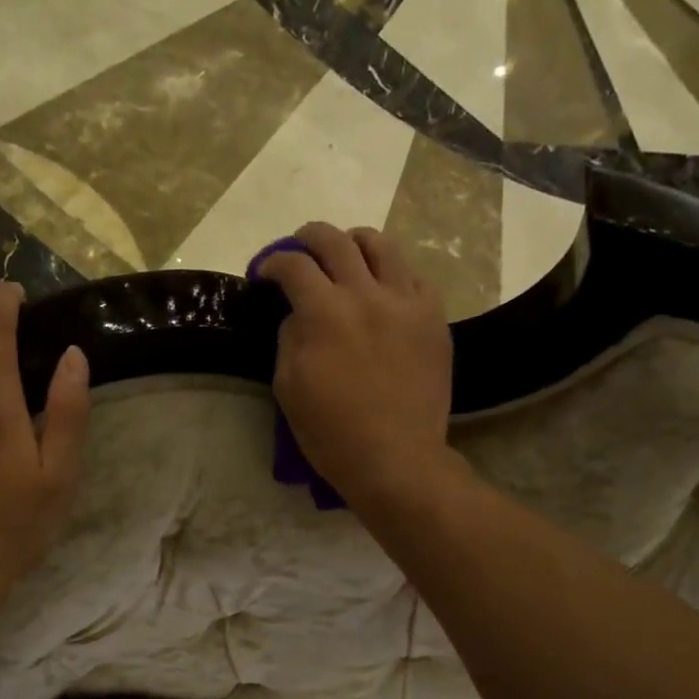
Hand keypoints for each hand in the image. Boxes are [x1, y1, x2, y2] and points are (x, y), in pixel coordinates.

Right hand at [257, 223, 458, 509]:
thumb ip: (290, 338)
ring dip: (354, 243)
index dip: (272, 262)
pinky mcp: (433, 318)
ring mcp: (406, 302)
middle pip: (334, 240)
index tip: (265, 273)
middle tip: (298, 252)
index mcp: (324, 313)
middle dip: (307, 238)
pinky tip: (383, 288)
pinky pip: (413, 276)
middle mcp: (366, 294)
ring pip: (381, 245)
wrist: (396, 459)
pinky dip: (391, 272)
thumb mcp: (289, 388)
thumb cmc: (332, 433)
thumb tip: (299, 313)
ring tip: (345, 257)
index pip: (293, 265)